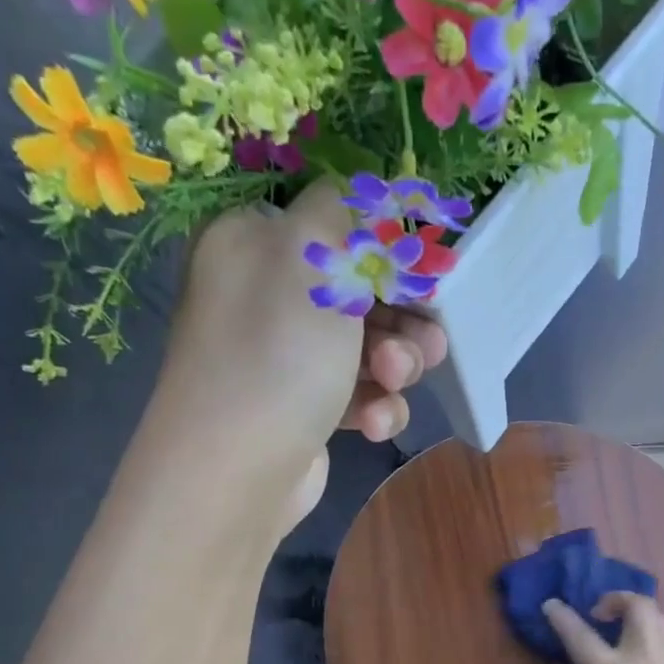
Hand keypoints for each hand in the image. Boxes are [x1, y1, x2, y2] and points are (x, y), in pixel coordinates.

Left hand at [160, 180, 447, 528]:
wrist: (236, 472)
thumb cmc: (277, 352)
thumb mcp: (312, 258)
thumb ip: (346, 212)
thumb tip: (366, 192)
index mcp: (255, 243)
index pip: (334, 225)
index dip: (387, 248)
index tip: (427, 272)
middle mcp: (266, 295)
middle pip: (361, 291)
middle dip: (403, 319)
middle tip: (426, 341)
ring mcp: (286, 357)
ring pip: (369, 347)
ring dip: (396, 365)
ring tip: (392, 383)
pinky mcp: (305, 409)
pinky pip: (357, 393)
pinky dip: (374, 406)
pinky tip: (372, 425)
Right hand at [542, 594, 663, 663]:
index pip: (582, 635)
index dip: (562, 617)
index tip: (551, 604)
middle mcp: (647, 663)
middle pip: (640, 607)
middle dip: (617, 599)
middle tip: (598, 614)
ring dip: (641, 615)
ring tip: (622, 632)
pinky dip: (655, 639)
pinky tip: (641, 661)